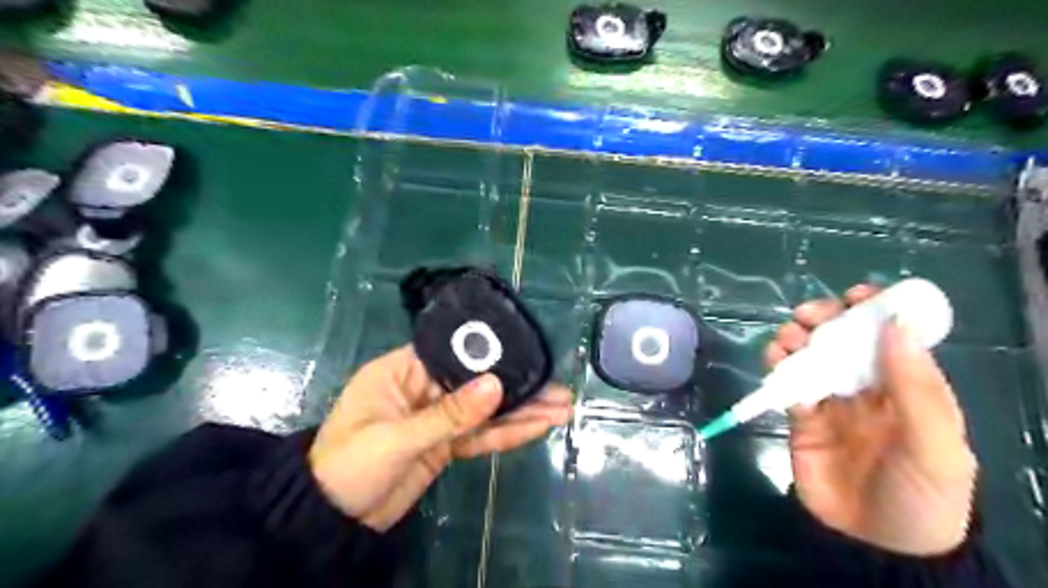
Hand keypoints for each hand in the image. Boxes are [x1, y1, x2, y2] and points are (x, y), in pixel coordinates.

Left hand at [308, 345, 570, 532]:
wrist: (332, 522)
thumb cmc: (349, 465)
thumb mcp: (396, 438)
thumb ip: (449, 414)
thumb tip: (496, 385)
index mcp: (403, 371)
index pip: (453, 353)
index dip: (490, 352)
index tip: (528, 353)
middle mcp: (424, 388)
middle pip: (477, 383)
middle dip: (517, 387)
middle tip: (558, 389)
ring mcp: (438, 418)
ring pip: (484, 411)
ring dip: (521, 411)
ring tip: (561, 409)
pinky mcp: (445, 444)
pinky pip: (480, 435)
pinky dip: (507, 433)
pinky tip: (536, 427)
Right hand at [767, 285, 978, 555]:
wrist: (874, 545)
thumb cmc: (920, 495)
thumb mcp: (936, 445)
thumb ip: (917, 386)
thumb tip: (896, 325)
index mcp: (908, 388)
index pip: (892, 339)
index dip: (876, 312)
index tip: (856, 295)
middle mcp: (868, 388)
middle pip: (844, 341)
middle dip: (825, 320)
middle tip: (809, 315)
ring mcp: (832, 402)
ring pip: (811, 356)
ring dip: (797, 340)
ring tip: (788, 340)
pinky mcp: (801, 417)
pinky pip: (787, 383)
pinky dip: (779, 367)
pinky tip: (776, 364)